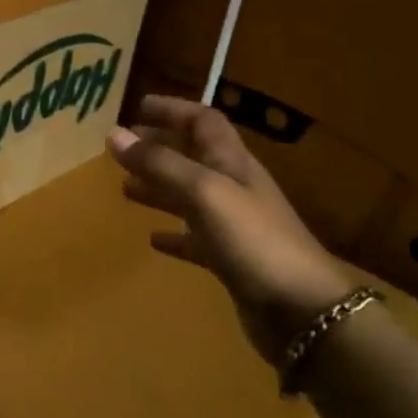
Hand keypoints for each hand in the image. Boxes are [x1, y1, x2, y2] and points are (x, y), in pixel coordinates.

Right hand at [108, 95, 354, 363]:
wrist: (303, 310)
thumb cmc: (254, 240)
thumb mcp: (203, 193)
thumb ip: (159, 164)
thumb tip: (114, 134)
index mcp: (233, 164)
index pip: (204, 122)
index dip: (173, 110)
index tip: (137, 107)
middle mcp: (234, 188)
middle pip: (194, 156)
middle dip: (160, 147)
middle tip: (123, 147)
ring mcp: (234, 225)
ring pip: (189, 196)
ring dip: (159, 188)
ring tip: (125, 188)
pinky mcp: (230, 260)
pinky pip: (194, 239)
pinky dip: (172, 234)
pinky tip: (152, 239)